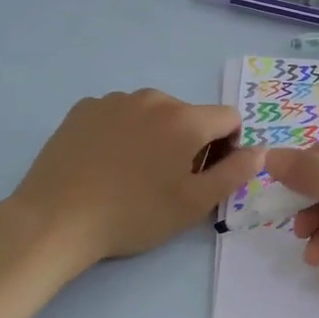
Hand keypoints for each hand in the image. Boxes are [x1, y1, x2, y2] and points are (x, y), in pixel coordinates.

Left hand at [9, 90, 263, 267]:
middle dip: (190, 142)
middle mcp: (152, 98)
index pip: (228, 118)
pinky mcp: (83, 108)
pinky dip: (123, 133)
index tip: (207, 175)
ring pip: (152, 114)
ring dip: (155, 136)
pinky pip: (118, 115)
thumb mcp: (193, 204)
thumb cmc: (134, 215)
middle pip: (188, 115)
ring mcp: (114, 100)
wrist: (57, 219)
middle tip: (168, 182)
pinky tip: (105, 164)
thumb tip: (261, 150)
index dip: (228, 146)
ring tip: (133, 174)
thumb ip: (235, 173)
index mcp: (184, 118)